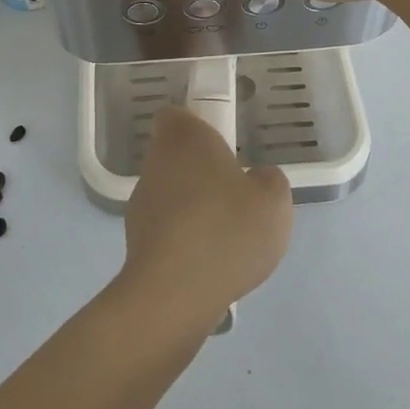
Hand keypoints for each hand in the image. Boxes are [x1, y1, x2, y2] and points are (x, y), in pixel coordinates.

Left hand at [119, 106, 292, 330]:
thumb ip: (269, 180)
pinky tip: (208, 262)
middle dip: (200, 169)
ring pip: (170, 191)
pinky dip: (183, 238)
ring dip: (192, 205)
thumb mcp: (274, 200)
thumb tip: (257, 179)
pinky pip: (166, 228)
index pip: (176, 115)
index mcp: (184, 138)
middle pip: (174, 154)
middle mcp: (156, 162)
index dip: (196, 125)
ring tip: (226, 235)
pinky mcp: (136, 240)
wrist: (174, 293)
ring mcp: (141, 201)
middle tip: (234, 192)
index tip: (222, 144)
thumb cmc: (226, 230)